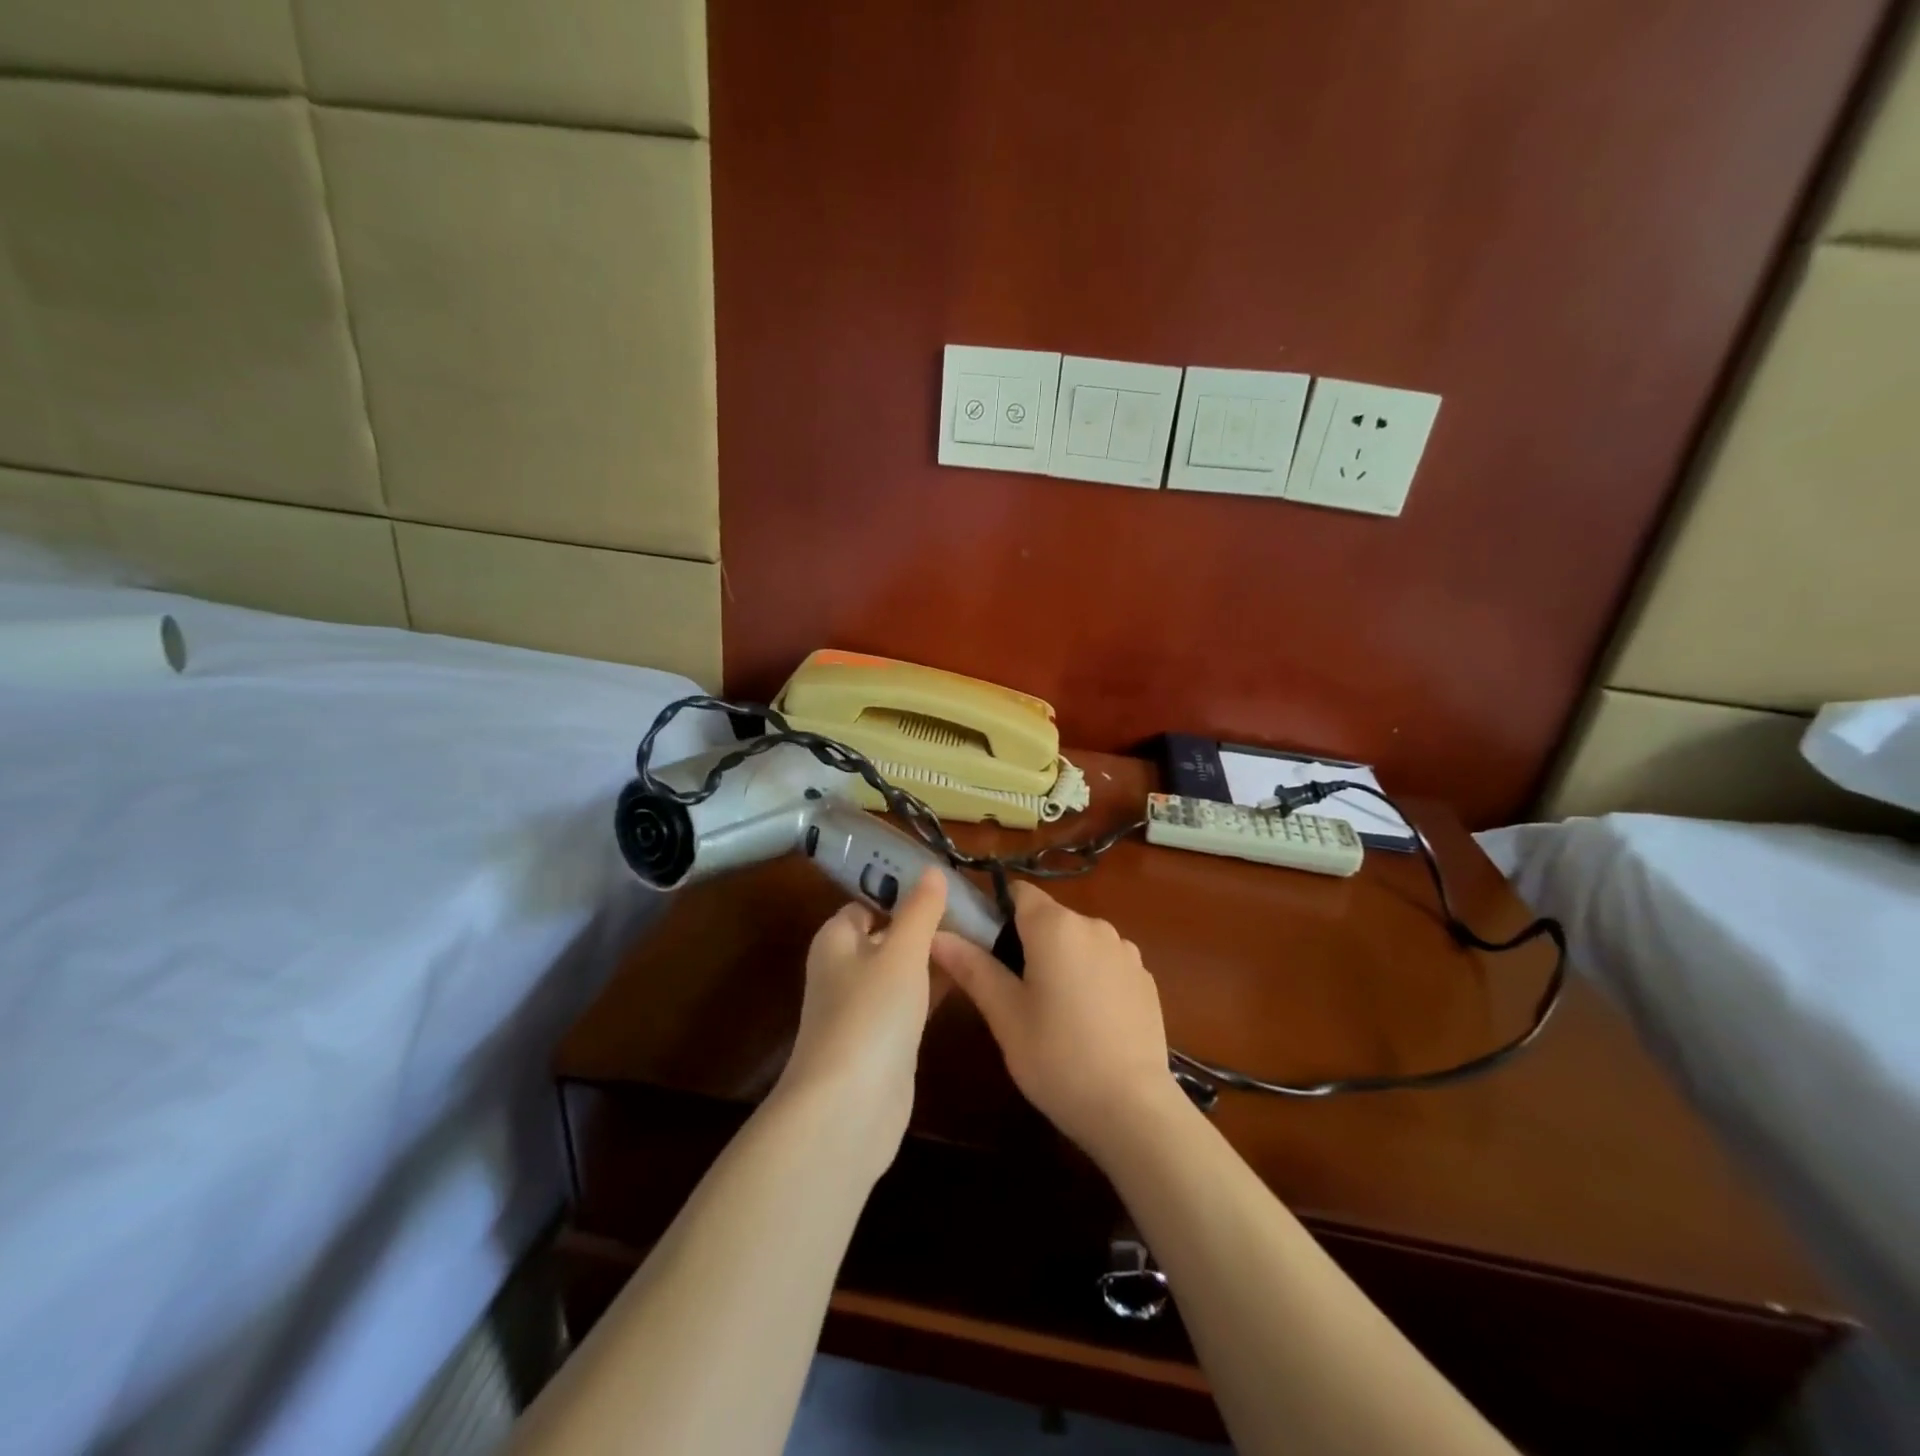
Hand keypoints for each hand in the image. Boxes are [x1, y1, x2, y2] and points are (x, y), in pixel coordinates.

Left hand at [775, 869, 947, 1175]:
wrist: (849, 1108)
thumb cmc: (871, 1014)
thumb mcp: (901, 952)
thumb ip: (920, 911)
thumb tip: (931, 870)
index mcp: (837, 940)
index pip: (867, 902)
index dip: (901, 891)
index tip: (944, 883)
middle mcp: (844, 970)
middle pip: (887, 935)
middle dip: (924, 924)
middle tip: (973, 911)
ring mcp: (863, 1008)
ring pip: (902, 970)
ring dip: (933, 957)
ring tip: (981, 938)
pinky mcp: (883, 1040)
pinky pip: (911, 1002)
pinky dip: (934, 989)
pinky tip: (969, 980)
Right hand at [931, 882, 1176, 1162]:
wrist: (1132, 1108)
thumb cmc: (1056, 1057)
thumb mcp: (1005, 1015)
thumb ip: (972, 967)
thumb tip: (936, 934)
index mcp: (1055, 926)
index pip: (1019, 892)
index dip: (997, 911)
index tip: (984, 947)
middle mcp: (1094, 925)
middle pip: (1050, 918)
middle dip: (1028, 943)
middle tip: (1011, 992)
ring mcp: (1126, 951)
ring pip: (1079, 942)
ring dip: (1062, 961)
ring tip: (1052, 1012)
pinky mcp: (1145, 979)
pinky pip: (1106, 964)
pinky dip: (1092, 979)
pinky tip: (1088, 1023)